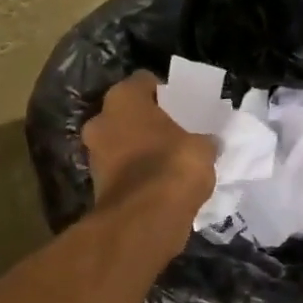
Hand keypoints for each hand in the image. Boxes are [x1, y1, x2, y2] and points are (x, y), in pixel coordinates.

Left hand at [83, 73, 215, 227]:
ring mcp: (94, 154)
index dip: (165, 92)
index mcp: (123, 99)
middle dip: (149, 122)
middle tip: (177, 132)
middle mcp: (101, 120)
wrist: (144, 220)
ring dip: (141, 149)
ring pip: (122, 142)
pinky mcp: (97, 185)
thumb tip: (208, 143)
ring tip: (171, 160)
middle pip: (129, 113)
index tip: (183, 106)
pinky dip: (137, 174)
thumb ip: (204, 140)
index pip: (144, 81)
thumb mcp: (203, 148)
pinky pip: (122, 170)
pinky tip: (161, 183)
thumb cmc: (173, 167)